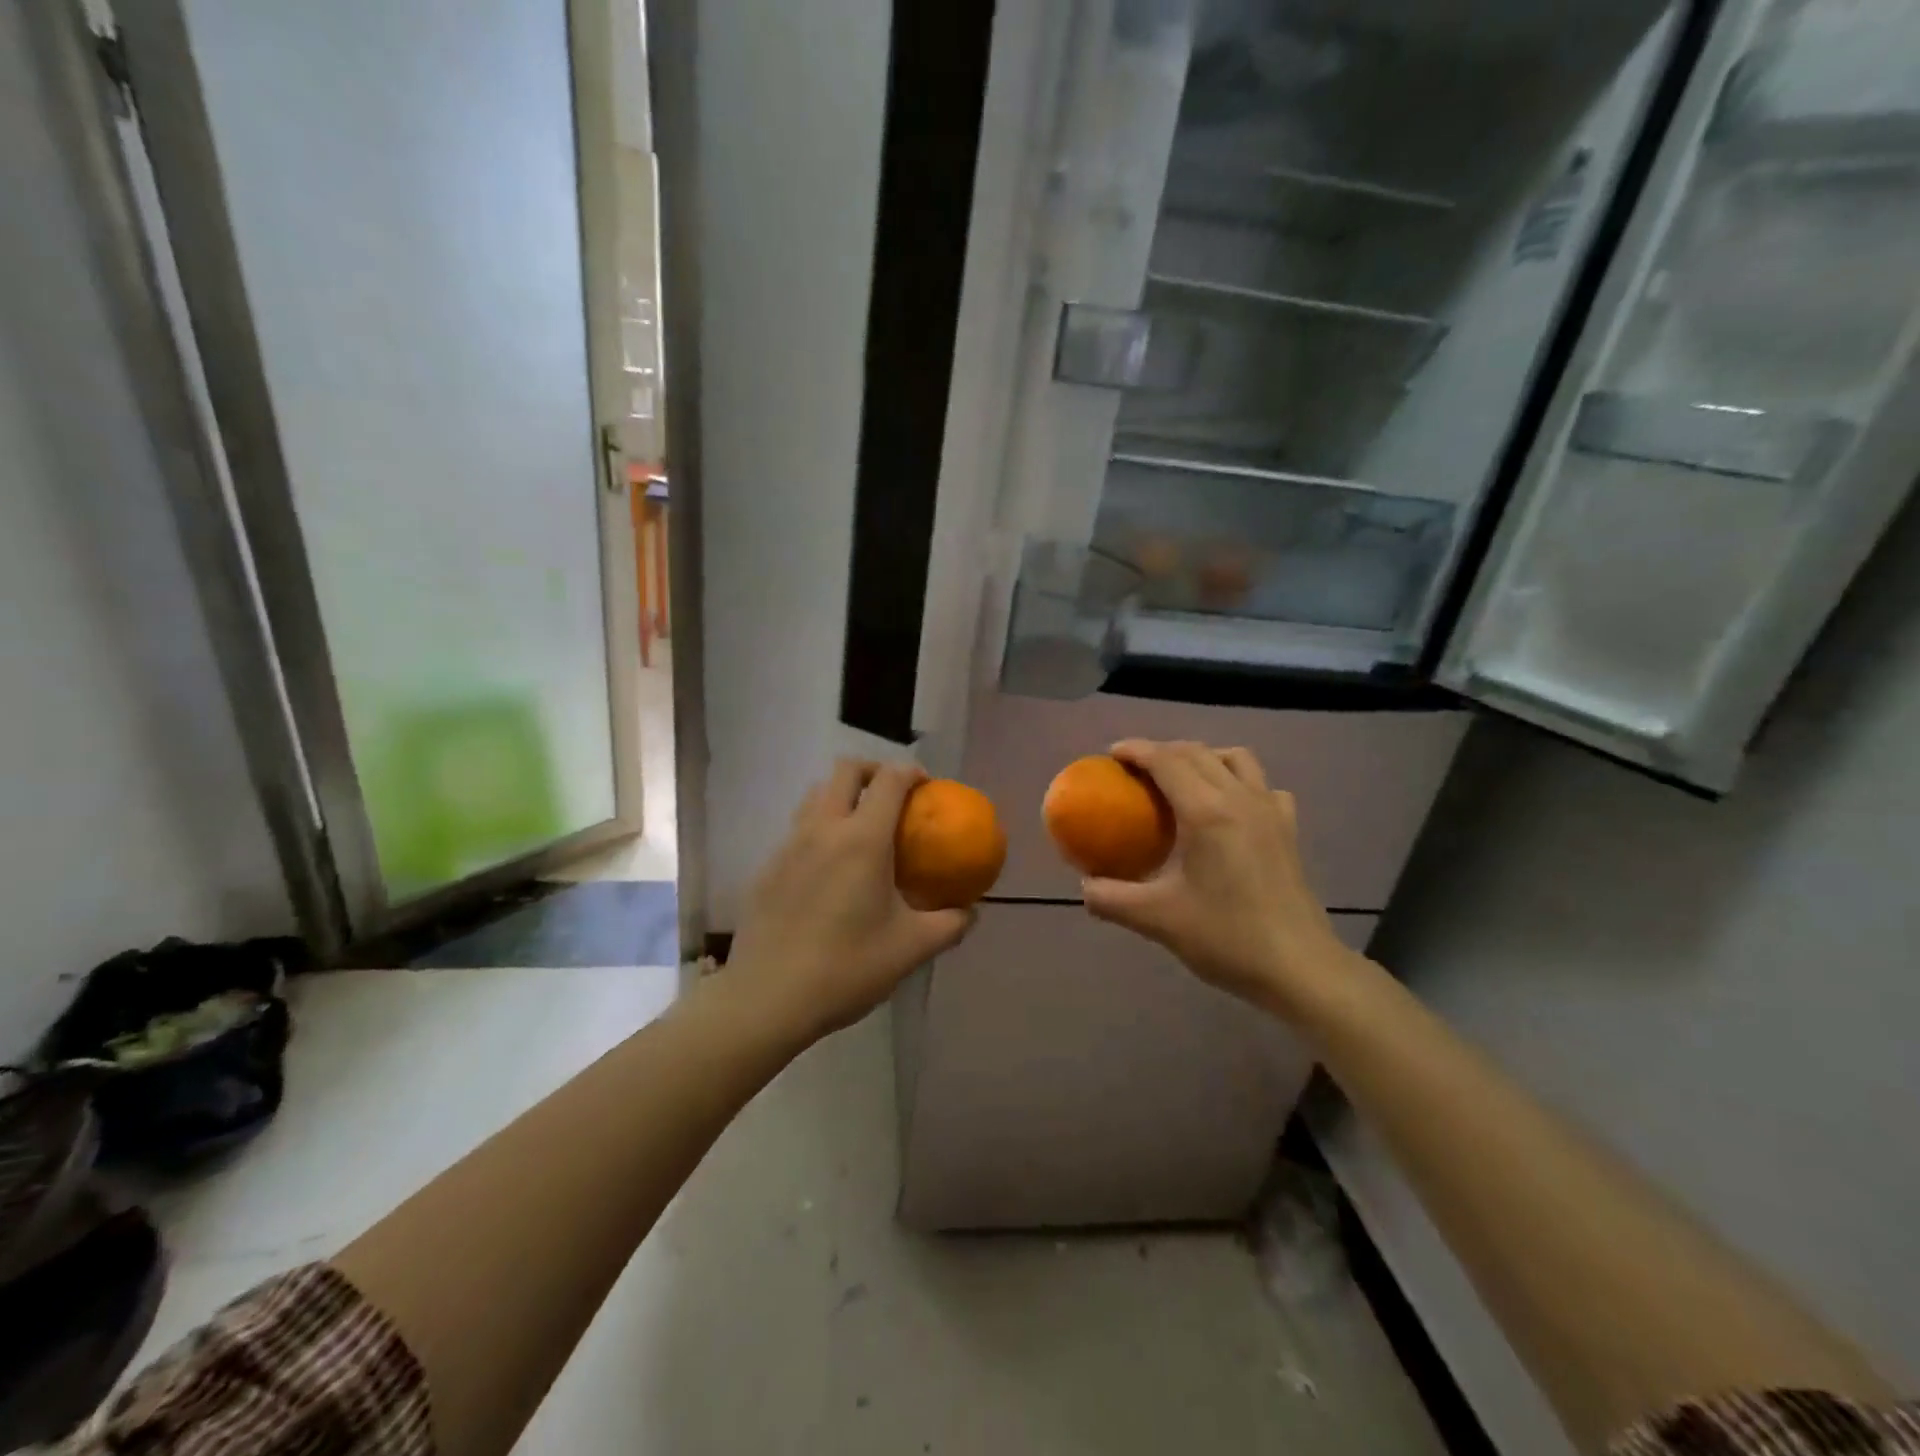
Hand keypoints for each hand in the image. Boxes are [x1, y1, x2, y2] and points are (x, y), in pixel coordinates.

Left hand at [727, 759, 973, 1039]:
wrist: (767, 998)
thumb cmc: (847, 967)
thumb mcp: (911, 949)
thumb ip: (950, 924)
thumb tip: (971, 912)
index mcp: (862, 839)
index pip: (889, 780)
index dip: (911, 772)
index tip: (927, 788)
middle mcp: (823, 828)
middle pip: (845, 770)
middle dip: (873, 771)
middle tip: (893, 798)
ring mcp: (788, 845)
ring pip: (816, 794)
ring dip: (842, 796)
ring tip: (861, 828)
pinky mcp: (767, 867)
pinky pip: (797, 829)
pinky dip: (819, 829)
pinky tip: (829, 870)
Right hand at [1081, 740, 1360, 1018]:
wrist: (1299, 968)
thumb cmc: (1226, 938)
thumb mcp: (1156, 920)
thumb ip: (1111, 899)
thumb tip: (1084, 886)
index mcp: (1207, 812)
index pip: (1166, 760)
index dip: (1136, 750)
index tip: (1111, 755)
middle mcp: (1241, 798)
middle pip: (1197, 753)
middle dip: (1162, 751)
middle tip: (1135, 770)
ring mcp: (1271, 810)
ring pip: (1235, 759)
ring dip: (1203, 757)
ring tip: (1181, 780)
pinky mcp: (1288, 829)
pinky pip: (1263, 786)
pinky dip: (1239, 781)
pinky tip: (1229, 807)